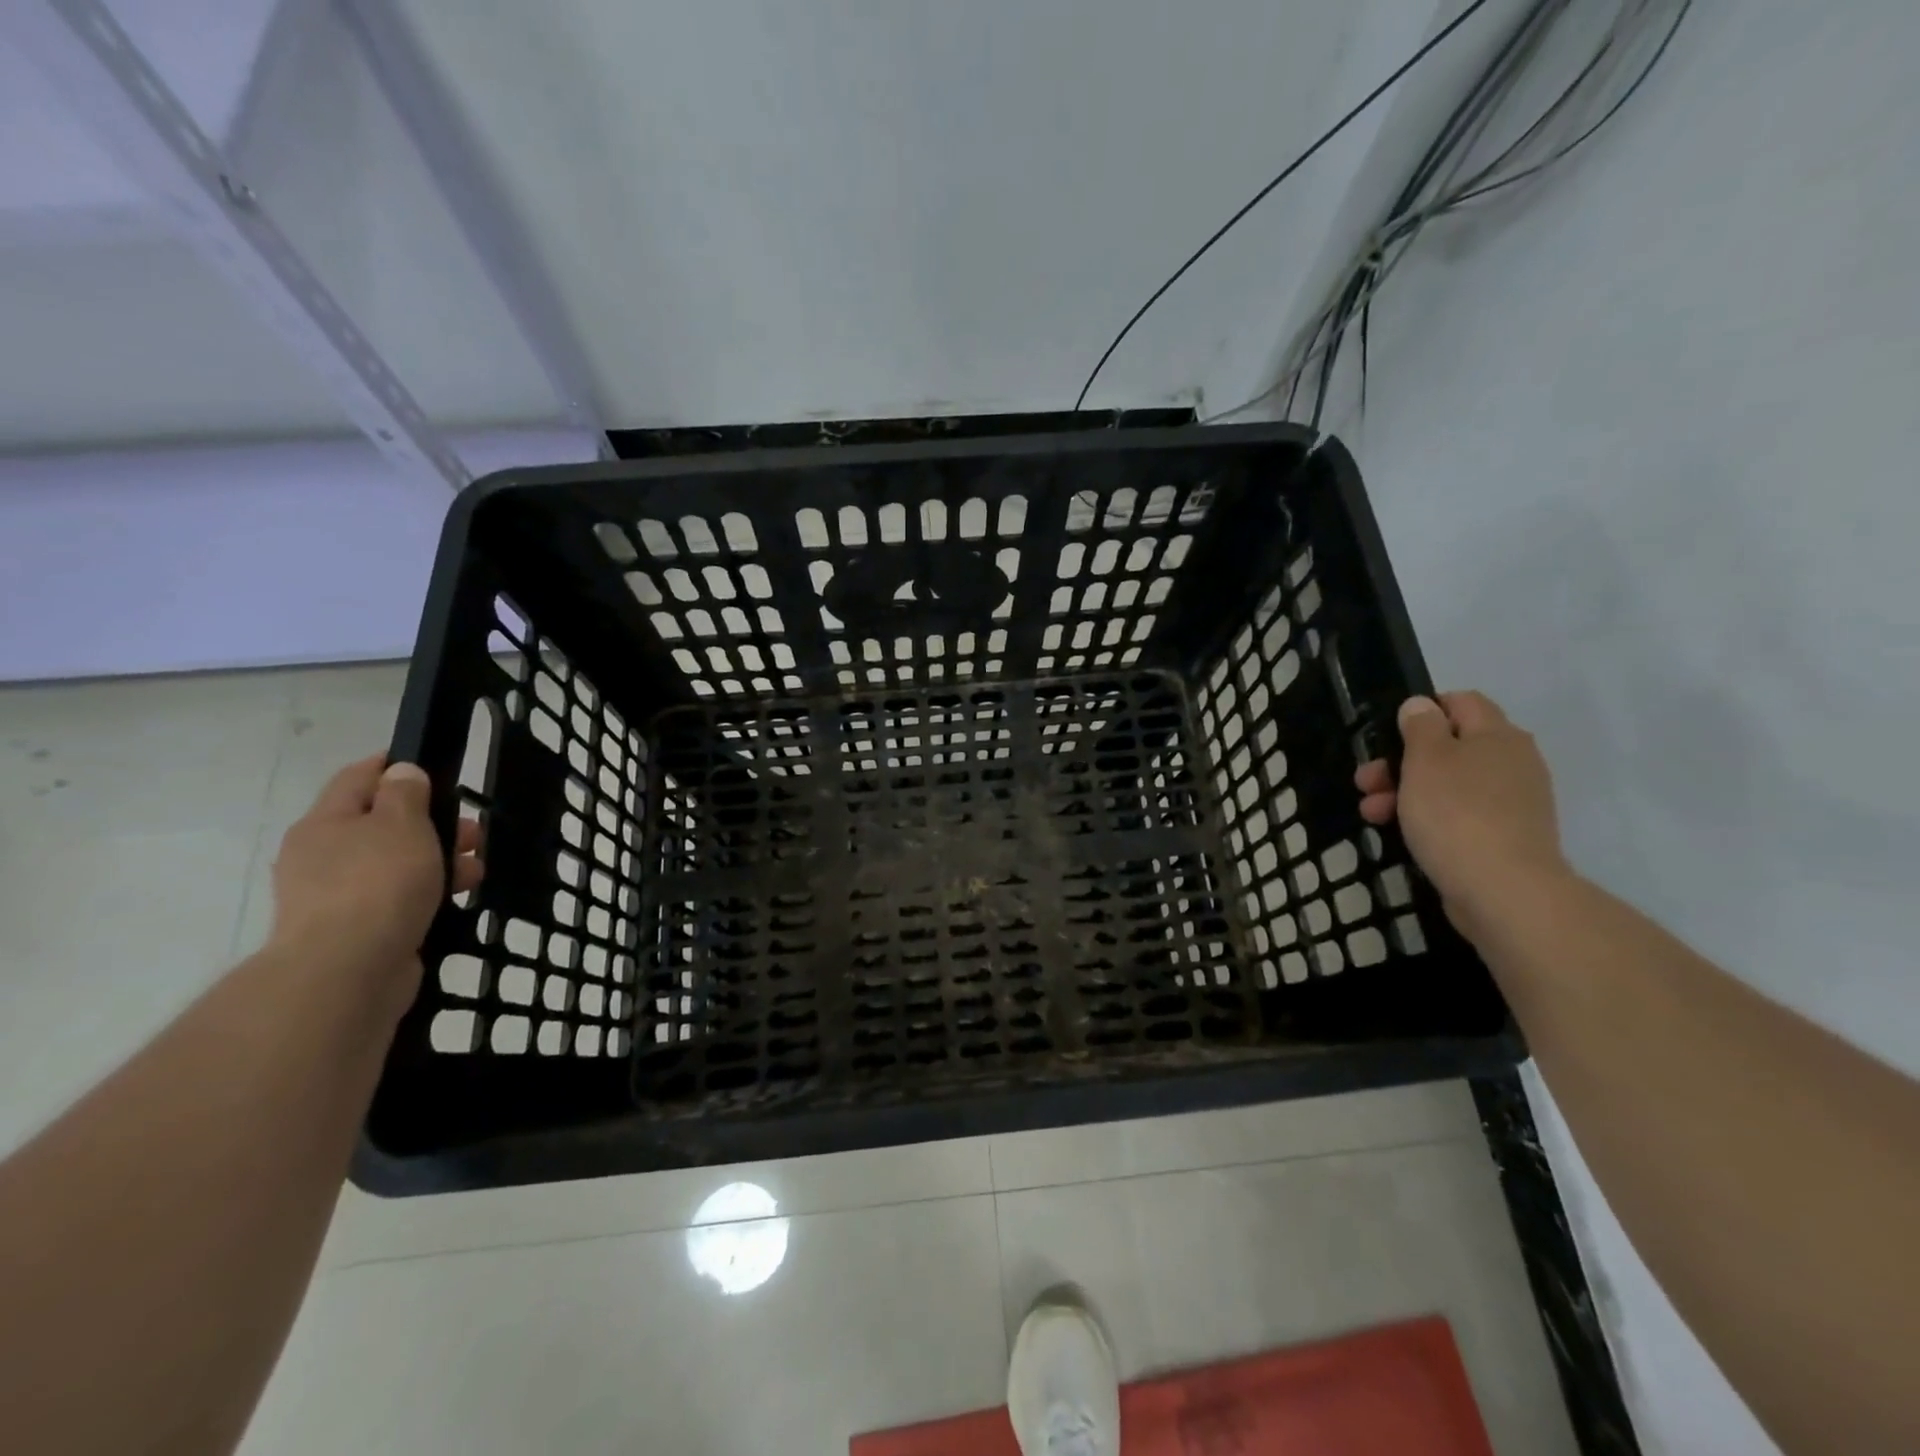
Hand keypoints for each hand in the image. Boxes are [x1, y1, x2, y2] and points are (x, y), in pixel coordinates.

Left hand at [269, 757, 483, 998]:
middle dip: (431, 822)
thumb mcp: (402, 824)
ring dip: (436, 860)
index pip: (357, 778)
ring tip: (475, 871)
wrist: (348, 971)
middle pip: (380, 823)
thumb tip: (401, 772)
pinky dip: (426, 893)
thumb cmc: (378, 883)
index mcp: (324, 822)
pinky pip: (395, 898)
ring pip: (394, 863)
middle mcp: (320, 855)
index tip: (432, 766)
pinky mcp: (353, 930)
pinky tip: (453, 899)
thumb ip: (405, 794)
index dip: (393, 766)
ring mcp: (333, 896)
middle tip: (472, 831)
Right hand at [1354, 692, 1568, 939]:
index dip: (1422, 712)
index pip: (1461, 702)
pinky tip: (1402, 835)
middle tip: (1366, 783)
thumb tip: (1422, 705)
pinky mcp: (1503, 837)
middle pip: (1448, 747)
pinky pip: (1458, 816)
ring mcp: (1511, 802)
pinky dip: (1427, 819)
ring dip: (1404, 793)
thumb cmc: (1456, 814)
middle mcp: (1511, 762)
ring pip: (1447, 784)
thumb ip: (1420, 727)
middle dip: (1399, 762)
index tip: (1387, 736)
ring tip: (1372, 815)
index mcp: (1497, 735)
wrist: (1503, 890)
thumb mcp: (1426, 760)